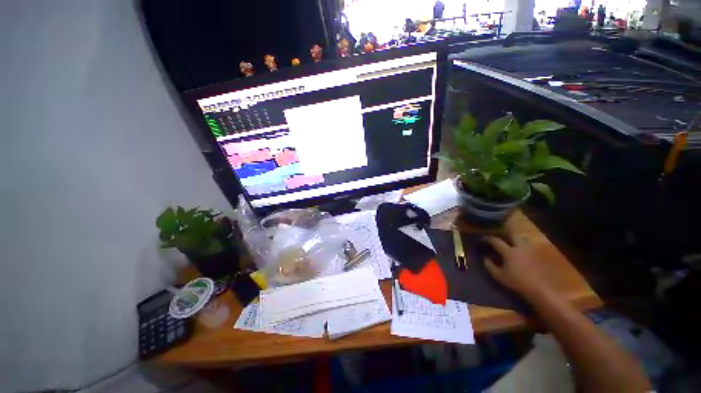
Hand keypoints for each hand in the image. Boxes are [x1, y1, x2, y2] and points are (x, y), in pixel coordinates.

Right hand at [482, 236, 552, 298]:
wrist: (543, 290)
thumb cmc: (518, 283)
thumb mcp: (499, 276)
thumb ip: (490, 266)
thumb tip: (485, 257)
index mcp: (509, 252)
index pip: (496, 241)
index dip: (488, 238)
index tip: (483, 239)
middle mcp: (521, 247)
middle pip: (512, 235)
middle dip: (506, 234)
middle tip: (501, 237)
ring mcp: (533, 250)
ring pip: (523, 239)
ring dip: (517, 240)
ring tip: (513, 244)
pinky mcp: (542, 254)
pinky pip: (532, 246)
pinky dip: (526, 247)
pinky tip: (524, 252)